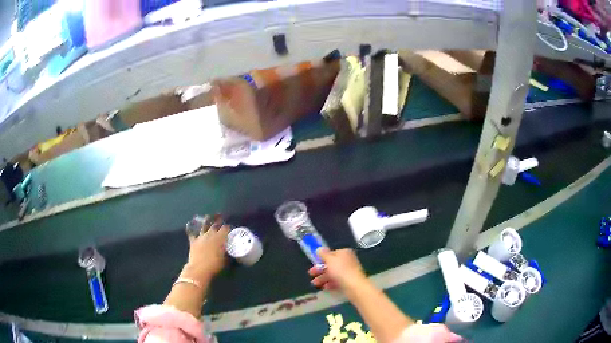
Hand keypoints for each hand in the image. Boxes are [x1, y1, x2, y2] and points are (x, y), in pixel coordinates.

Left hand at [182, 222, 229, 282]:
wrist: (199, 268)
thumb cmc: (215, 265)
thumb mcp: (225, 260)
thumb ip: (226, 252)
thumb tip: (227, 250)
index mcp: (220, 238)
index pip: (225, 229)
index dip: (228, 227)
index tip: (230, 228)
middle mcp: (210, 234)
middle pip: (215, 225)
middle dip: (218, 221)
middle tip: (221, 218)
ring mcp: (201, 237)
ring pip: (204, 226)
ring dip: (206, 221)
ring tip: (208, 216)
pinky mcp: (193, 241)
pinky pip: (191, 233)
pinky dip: (190, 229)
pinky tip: (189, 225)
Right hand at [308, 248, 366, 292]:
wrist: (354, 286)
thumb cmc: (341, 270)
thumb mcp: (330, 260)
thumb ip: (323, 254)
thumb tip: (319, 248)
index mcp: (344, 253)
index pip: (331, 253)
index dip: (322, 258)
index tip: (314, 263)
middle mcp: (347, 261)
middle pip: (331, 264)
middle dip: (320, 270)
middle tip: (311, 274)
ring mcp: (348, 272)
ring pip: (333, 274)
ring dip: (323, 278)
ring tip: (315, 284)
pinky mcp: (348, 281)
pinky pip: (337, 281)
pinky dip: (330, 284)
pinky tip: (325, 287)